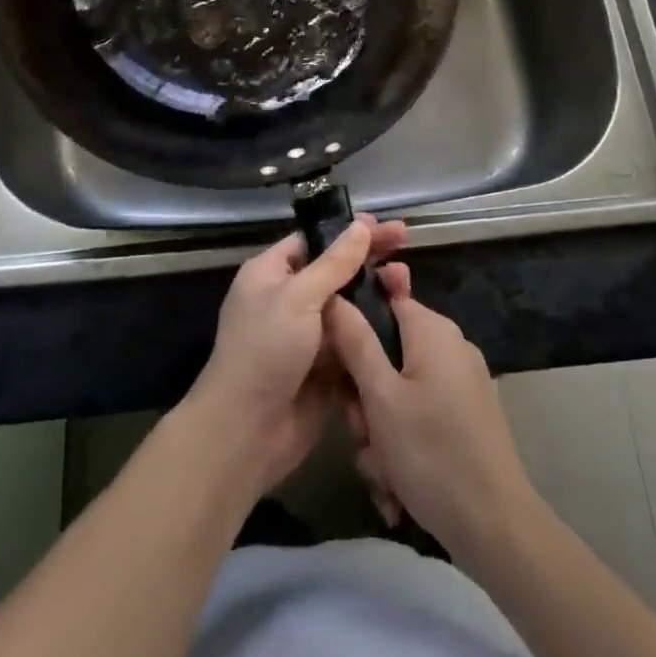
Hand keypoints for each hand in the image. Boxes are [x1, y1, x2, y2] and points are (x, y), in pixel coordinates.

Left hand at [184, 216, 406, 497]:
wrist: (248, 433)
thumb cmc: (265, 351)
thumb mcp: (298, 298)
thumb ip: (333, 263)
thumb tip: (360, 225)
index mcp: (272, 273)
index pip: (314, 240)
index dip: (348, 231)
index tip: (383, 224)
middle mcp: (289, 299)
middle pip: (335, 270)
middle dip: (368, 258)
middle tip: (405, 242)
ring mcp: (308, 336)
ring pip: (348, 306)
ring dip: (376, 294)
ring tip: (407, 282)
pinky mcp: (325, 368)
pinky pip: (354, 341)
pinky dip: (374, 331)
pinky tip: (404, 319)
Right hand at [327, 265, 537, 562]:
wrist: (497, 529)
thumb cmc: (431, 453)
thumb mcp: (380, 397)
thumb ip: (355, 341)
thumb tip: (335, 295)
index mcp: (432, 329)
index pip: (383, 300)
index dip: (353, 327)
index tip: (337, 365)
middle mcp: (450, 346)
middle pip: (388, 352)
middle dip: (365, 396)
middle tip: (360, 431)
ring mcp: (462, 383)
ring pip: (399, 392)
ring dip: (380, 430)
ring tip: (380, 470)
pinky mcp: (467, 417)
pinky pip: (420, 416)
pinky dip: (404, 446)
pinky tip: (397, 487)